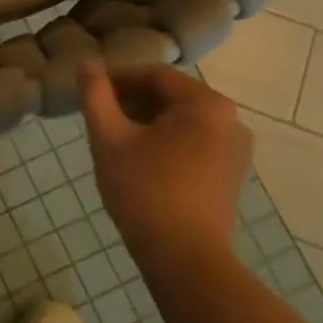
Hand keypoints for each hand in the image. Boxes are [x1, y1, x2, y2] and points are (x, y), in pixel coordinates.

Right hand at [79, 60, 252, 263]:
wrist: (185, 259)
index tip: (89, 90)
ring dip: (147, 121)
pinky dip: (166, 141)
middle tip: (98, 116)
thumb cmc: (144, 191)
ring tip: (115, 138)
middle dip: (132, 100)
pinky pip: (194, 141)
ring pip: (182, 120)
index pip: (153, 74)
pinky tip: (140, 159)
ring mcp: (236, 148)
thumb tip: (87, 63)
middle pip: (170, 95)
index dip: (117, 78)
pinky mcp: (232, 173)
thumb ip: (95, 95)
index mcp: (205, 103)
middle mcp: (230, 119)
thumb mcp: (109, 138)